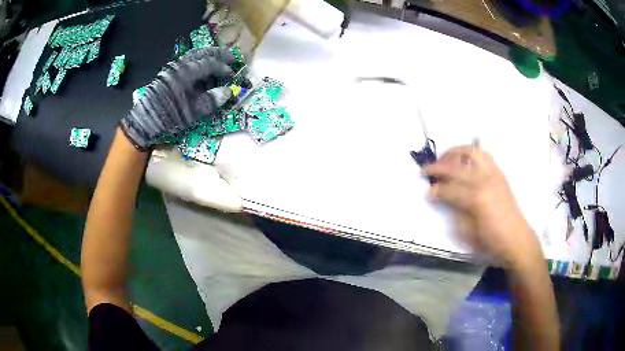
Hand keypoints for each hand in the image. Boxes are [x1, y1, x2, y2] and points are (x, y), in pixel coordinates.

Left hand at [120, 47, 235, 149]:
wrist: (143, 123)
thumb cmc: (167, 118)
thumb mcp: (190, 113)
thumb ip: (209, 101)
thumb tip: (228, 92)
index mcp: (185, 73)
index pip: (209, 64)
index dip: (223, 68)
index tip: (233, 74)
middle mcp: (179, 66)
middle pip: (202, 53)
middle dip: (218, 54)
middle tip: (231, 57)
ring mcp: (172, 68)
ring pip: (193, 54)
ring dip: (208, 54)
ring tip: (218, 58)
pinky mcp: (167, 73)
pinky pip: (186, 60)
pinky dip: (197, 59)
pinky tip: (201, 66)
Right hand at [425, 145, 541, 267]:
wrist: (516, 240)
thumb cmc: (491, 241)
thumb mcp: (468, 233)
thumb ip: (455, 212)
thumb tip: (444, 199)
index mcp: (476, 198)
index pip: (449, 189)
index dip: (435, 190)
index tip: (426, 191)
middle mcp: (485, 180)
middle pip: (456, 166)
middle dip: (438, 167)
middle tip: (426, 170)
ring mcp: (494, 174)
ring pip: (472, 152)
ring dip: (455, 152)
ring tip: (445, 158)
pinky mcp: (500, 174)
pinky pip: (484, 155)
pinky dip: (471, 154)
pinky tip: (465, 162)